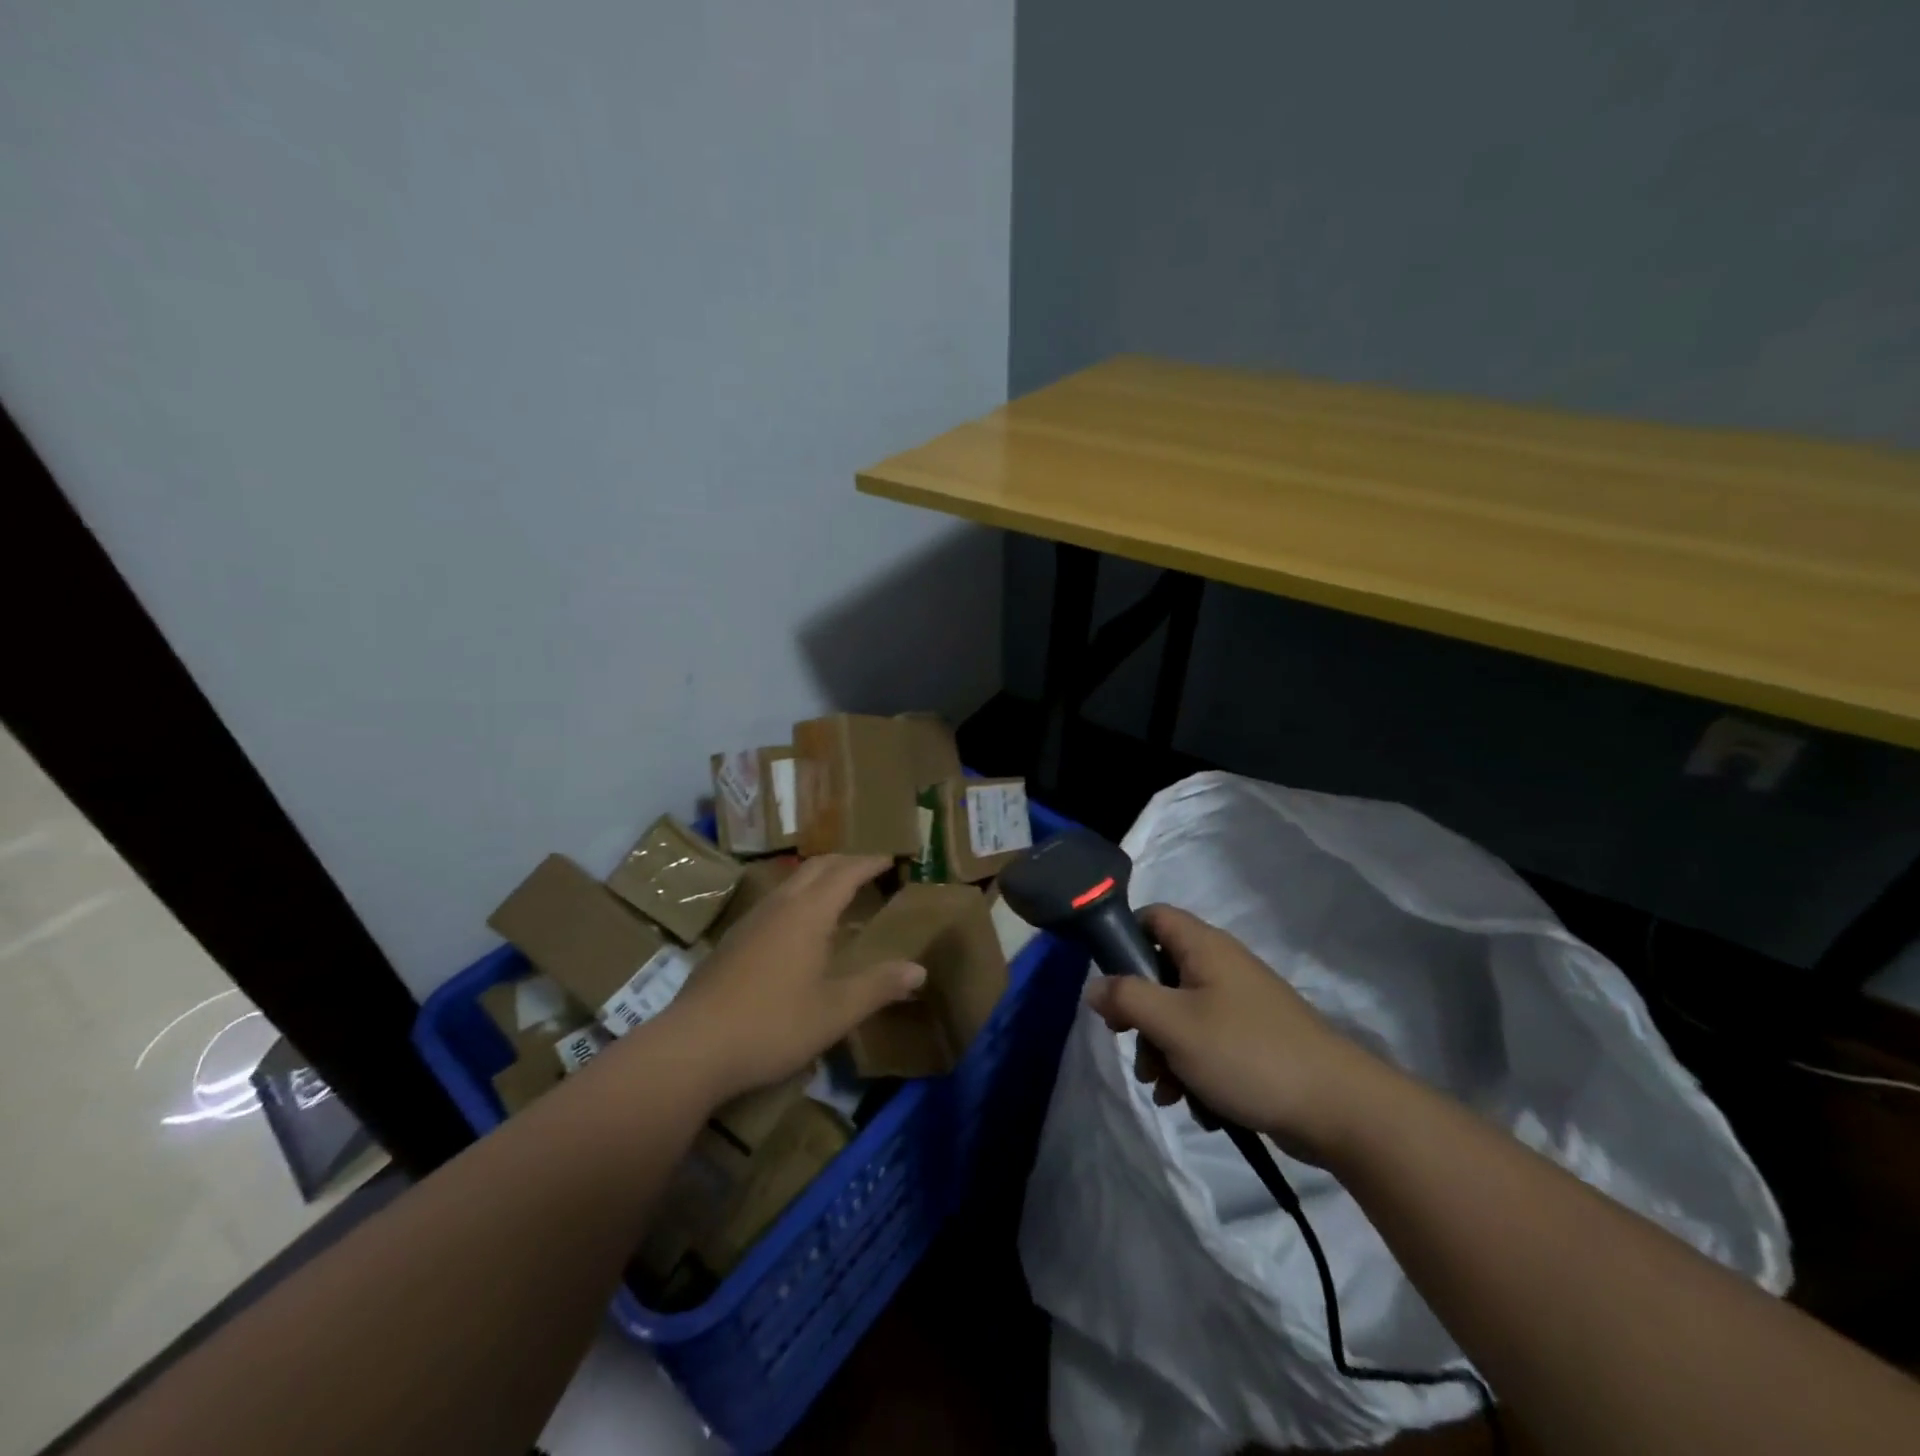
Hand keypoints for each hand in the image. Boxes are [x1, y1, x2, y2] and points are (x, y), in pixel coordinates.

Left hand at [651, 855, 923, 1106]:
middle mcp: (778, 906)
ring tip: (837, 892)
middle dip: (844, 862)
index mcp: (808, 914)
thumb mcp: (835, 1012)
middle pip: (815, 868)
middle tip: (868, 868)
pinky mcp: (731, 942)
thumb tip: (919, 970)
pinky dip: (797, 898)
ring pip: (790, 883)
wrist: (692, 1048)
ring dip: (818, 878)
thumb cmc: (773, 1025)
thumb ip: (878, 987)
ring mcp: (749, 922)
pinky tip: (797, 928)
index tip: (890, 857)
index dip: (869, 863)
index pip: (845, 873)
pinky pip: (773, 902)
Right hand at [1083, 904, 1390, 1159]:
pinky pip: (1206, 1042)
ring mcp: (1239, 1004)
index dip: (1124, 940)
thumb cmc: (1246, 1053)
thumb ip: (1126, 999)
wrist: (1337, 1109)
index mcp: (1204, 947)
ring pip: (1180, 1014)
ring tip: (1164, 1090)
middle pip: (1160, 972)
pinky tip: (1191, 1103)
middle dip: (1140, 1015)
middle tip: (1132, 1046)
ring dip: (1162, 1050)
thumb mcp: (1174, 1024)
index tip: (1110, 983)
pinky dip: (1191, 1067)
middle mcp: (1221, 966)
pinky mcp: (1252, 1039)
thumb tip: (1092, 987)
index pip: (1152, 916)